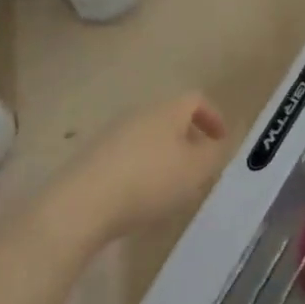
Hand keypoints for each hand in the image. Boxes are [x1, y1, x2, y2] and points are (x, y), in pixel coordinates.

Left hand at [49, 93, 229, 243]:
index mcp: (166, 110)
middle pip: (170, 117)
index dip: (213, 117)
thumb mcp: (196, 170)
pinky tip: (141, 196)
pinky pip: (128, 155)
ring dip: (165, 155)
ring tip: (172, 185)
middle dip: (188, 138)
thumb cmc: (150, 181)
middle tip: (199, 166)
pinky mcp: (93, 156)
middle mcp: (139, 114)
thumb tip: (218, 142)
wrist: (83, 203)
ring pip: (149, 137)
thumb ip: (214, 154)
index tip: (221, 140)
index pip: (196, 99)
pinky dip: (142, 168)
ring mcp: (112, 134)